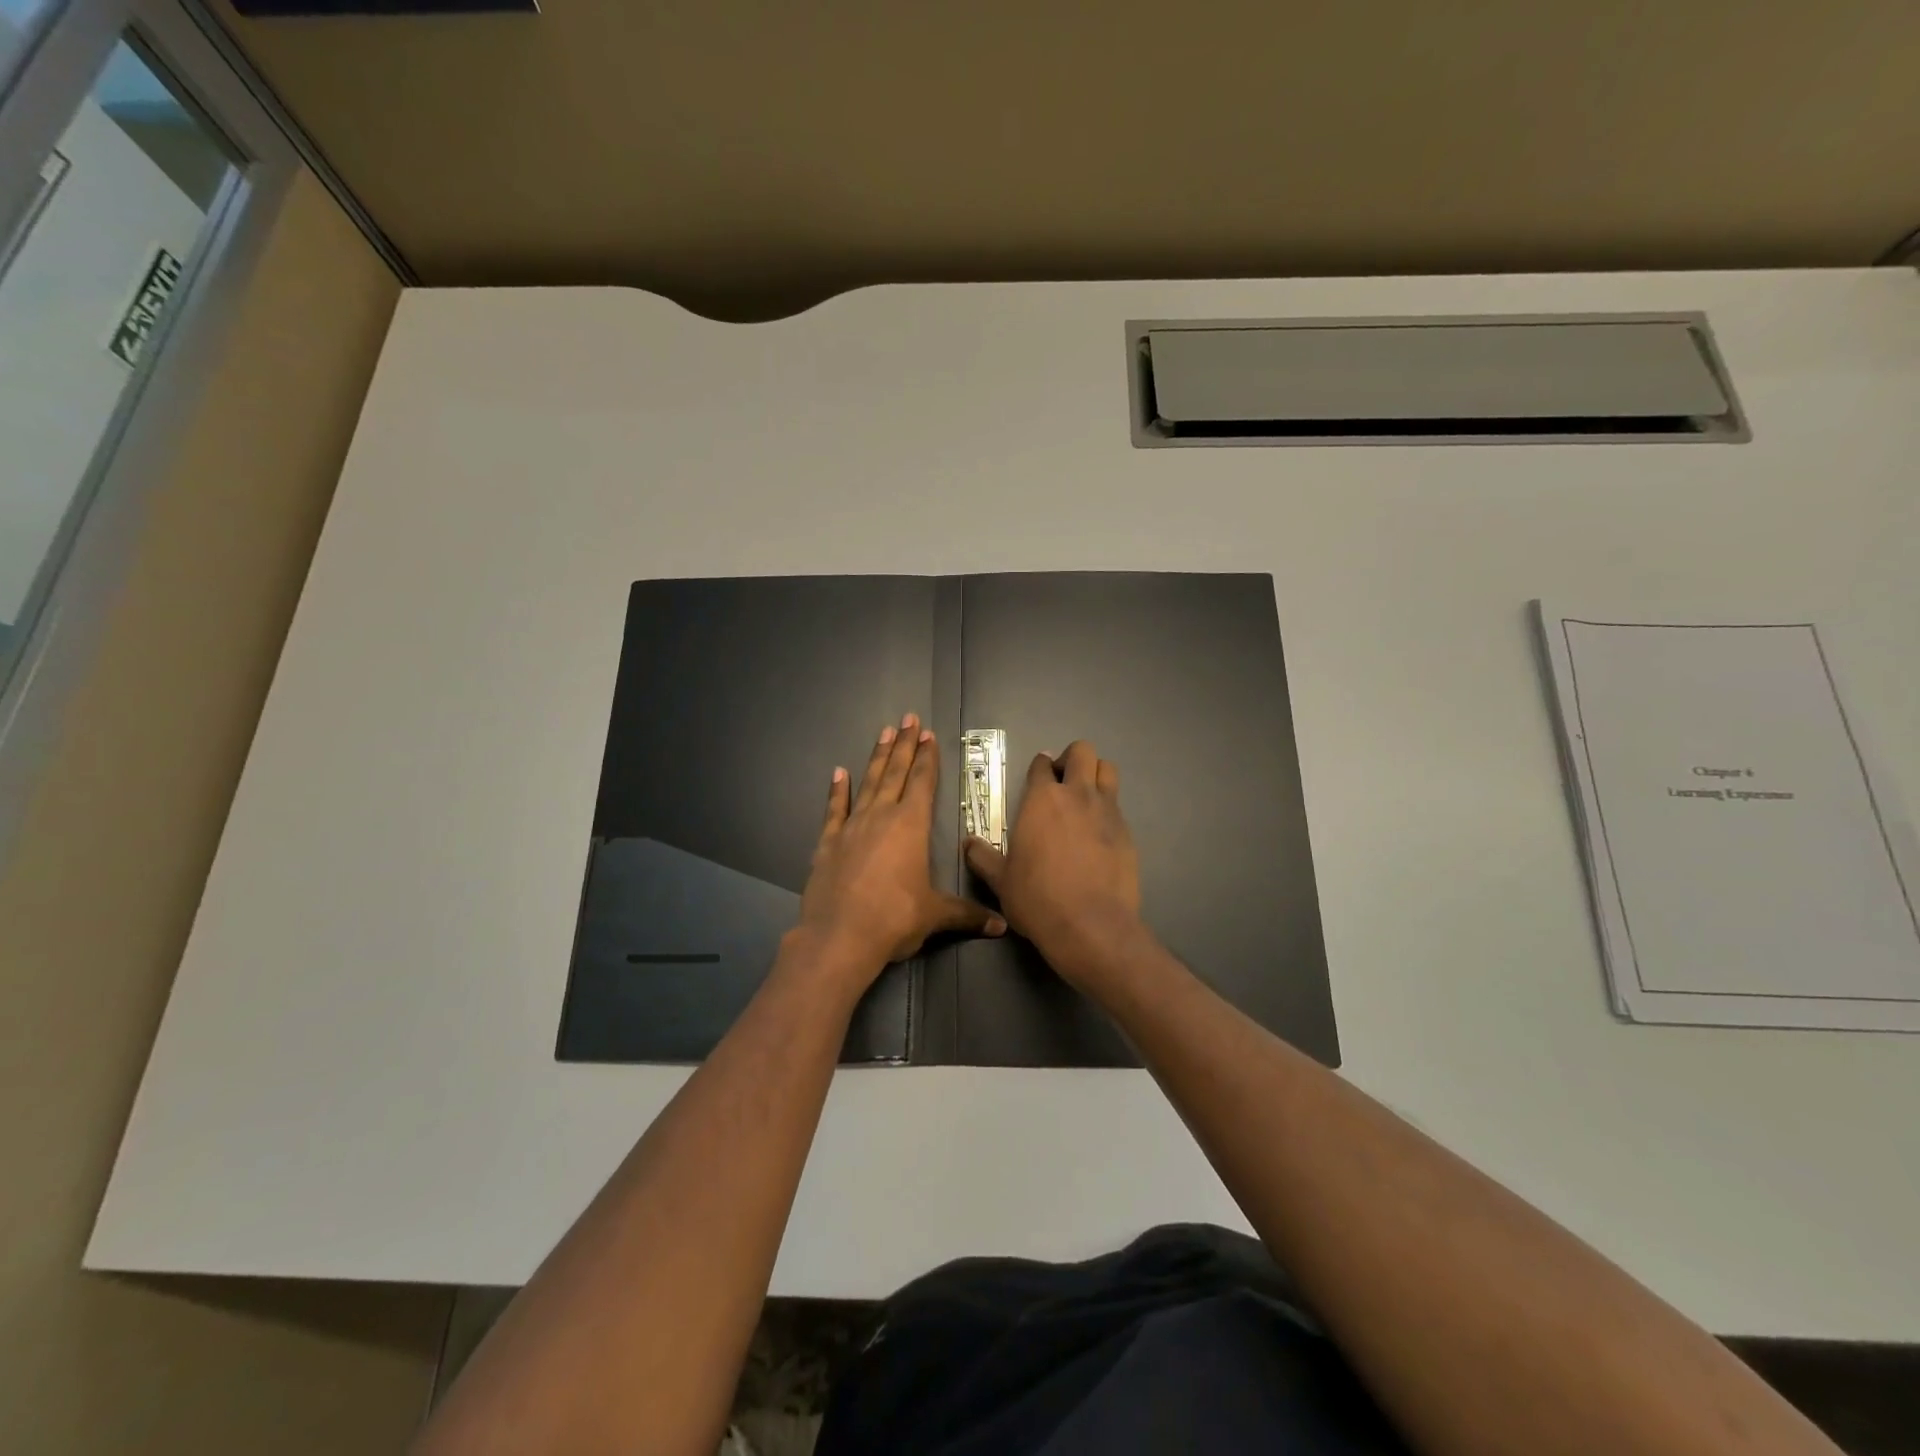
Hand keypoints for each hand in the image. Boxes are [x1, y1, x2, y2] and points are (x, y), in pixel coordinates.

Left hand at [798, 713, 1004, 990]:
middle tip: (909, 718)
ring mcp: (852, 827)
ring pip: (868, 783)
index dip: (927, 758)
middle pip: (896, 772)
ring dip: (878, 757)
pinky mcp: (827, 842)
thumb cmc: (894, 919)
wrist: (838, 937)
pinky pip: (834, 809)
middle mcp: (881, 816)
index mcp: (911, 826)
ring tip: (884, 732)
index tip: (929, 734)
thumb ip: (967, 915)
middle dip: (905, 745)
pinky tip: (838, 773)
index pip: (922, 782)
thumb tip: (1002, 926)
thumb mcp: (935, 915)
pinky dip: (837, 790)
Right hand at [964, 740, 1146, 991]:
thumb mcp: (1000, 880)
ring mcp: (1107, 811)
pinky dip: (1107, 808)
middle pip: (1082, 752)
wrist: (1090, 925)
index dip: (1039, 766)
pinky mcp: (1127, 832)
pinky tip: (1098, 832)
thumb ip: (982, 857)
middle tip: (1062, 779)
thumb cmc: (1037, 898)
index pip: (1042, 765)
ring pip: (1107, 770)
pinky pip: (1118, 805)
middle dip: (1072, 758)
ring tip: (1084, 796)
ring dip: (1095, 774)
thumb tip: (968, 843)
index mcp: (1042, 800)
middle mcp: (1077, 795)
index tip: (1038, 774)